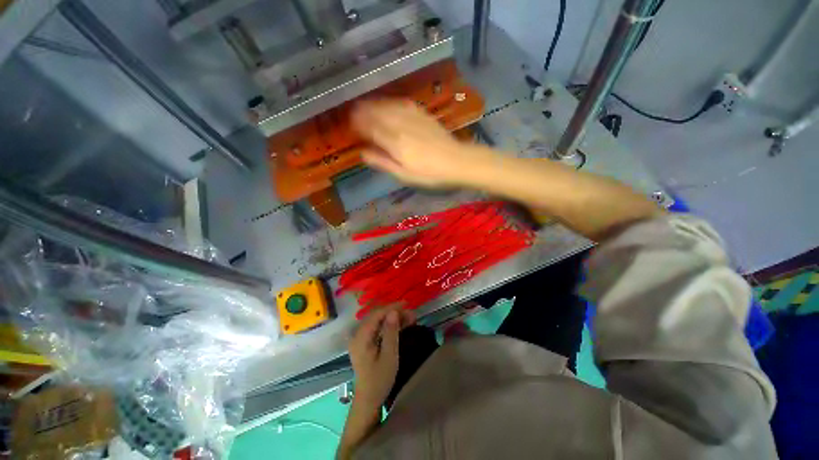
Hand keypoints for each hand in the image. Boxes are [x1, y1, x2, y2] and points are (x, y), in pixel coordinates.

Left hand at [348, 306, 414, 408]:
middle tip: (411, 313)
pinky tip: (401, 325)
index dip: (391, 307)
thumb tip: (393, 312)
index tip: (406, 304)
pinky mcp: (364, 342)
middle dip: (394, 312)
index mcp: (361, 337)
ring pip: (378, 321)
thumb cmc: (379, 379)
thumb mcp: (389, 356)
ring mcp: (360, 338)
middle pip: (377, 316)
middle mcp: (358, 334)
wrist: (369, 399)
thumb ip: (390, 332)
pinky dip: (389, 325)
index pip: (376, 315)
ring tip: (410, 318)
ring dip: (393, 318)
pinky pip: (377, 328)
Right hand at [352, 100, 487, 187]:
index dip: (358, 124)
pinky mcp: (422, 114)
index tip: (350, 124)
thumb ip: (383, 162)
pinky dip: (391, 102)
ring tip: (365, 105)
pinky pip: (402, 103)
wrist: (456, 162)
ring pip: (388, 105)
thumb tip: (363, 153)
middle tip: (354, 113)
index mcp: (394, 142)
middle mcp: (400, 125)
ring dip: (374, 104)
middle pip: (377, 113)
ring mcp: (412, 117)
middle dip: (363, 111)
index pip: (370, 128)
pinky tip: (388, 104)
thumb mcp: (404, 175)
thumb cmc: (429, 174)